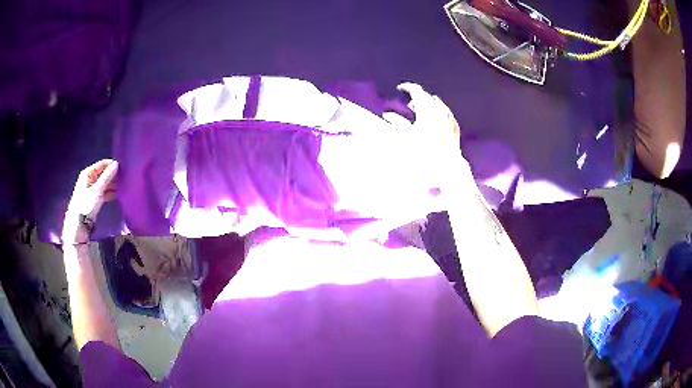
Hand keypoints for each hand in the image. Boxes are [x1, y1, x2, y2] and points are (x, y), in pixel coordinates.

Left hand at [62, 159, 118, 243]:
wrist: (80, 223)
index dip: (112, 165)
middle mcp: (90, 178)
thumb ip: (107, 177)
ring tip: (123, 187)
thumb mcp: (97, 190)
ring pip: (105, 183)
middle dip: (113, 176)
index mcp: (88, 173)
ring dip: (113, 185)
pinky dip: (110, 192)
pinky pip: (105, 191)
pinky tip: (118, 194)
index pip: (102, 164)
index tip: (123, 168)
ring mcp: (93, 188)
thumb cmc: (86, 204)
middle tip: (125, 178)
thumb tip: (117, 164)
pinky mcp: (95, 197)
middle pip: (104, 173)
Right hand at [385, 83, 472, 181]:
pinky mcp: (454, 127)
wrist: (445, 166)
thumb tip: (388, 115)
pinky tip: (434, 122)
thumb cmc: (424, 151)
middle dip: (417, 98)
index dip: (407, 87)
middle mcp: (440, 111)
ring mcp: (449, 119)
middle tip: (409, 106)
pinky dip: (438, 115)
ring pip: (438, 105)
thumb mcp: (406, 136)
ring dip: (428, 106)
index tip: (401, 88)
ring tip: (421, 115)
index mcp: (427, 109)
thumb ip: (396, 122)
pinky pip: (446, 115)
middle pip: (427, 97)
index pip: (416, 90)